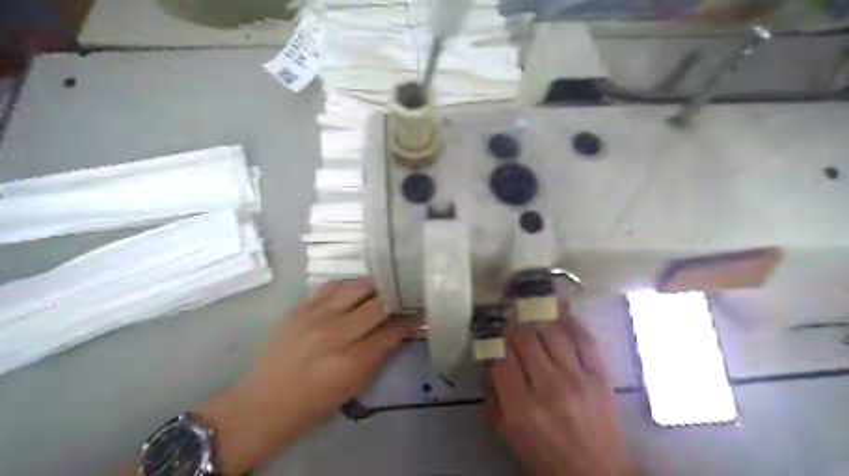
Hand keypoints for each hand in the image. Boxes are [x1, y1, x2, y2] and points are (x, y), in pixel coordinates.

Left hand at [194, 279, 417, 475]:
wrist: (264, 401)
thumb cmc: (314, 402)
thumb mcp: (354, 385)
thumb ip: (379, 354)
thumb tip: (400, 329)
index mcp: (351, 361)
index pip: (392, 330)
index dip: (410, 319)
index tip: (419, 311)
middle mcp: (335, 333)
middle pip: (377, 303)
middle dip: (396, 297)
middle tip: (405, 294)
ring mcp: (314, 316)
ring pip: (356, 287)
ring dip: (375, 285)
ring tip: (383, 286)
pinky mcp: (299, 307)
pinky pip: (331, 286)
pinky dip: (348, 286)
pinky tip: (355, 289)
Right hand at [480, 302, 640, 475]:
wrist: (598, 473)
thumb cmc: (547, 456)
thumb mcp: (509, 435)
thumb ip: (492, 399)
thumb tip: (487, 365)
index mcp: (522, 408)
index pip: (501, 359)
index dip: (494, 343)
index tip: (492, 337)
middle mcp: (549, 388)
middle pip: (525, 339)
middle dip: (513, 327)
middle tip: (510, 322)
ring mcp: (578, 379)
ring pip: (551, 332)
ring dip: (537, 321)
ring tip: (531, 316)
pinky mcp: (600, 376)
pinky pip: (584, 339)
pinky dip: (571, 323)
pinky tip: (560, 315)